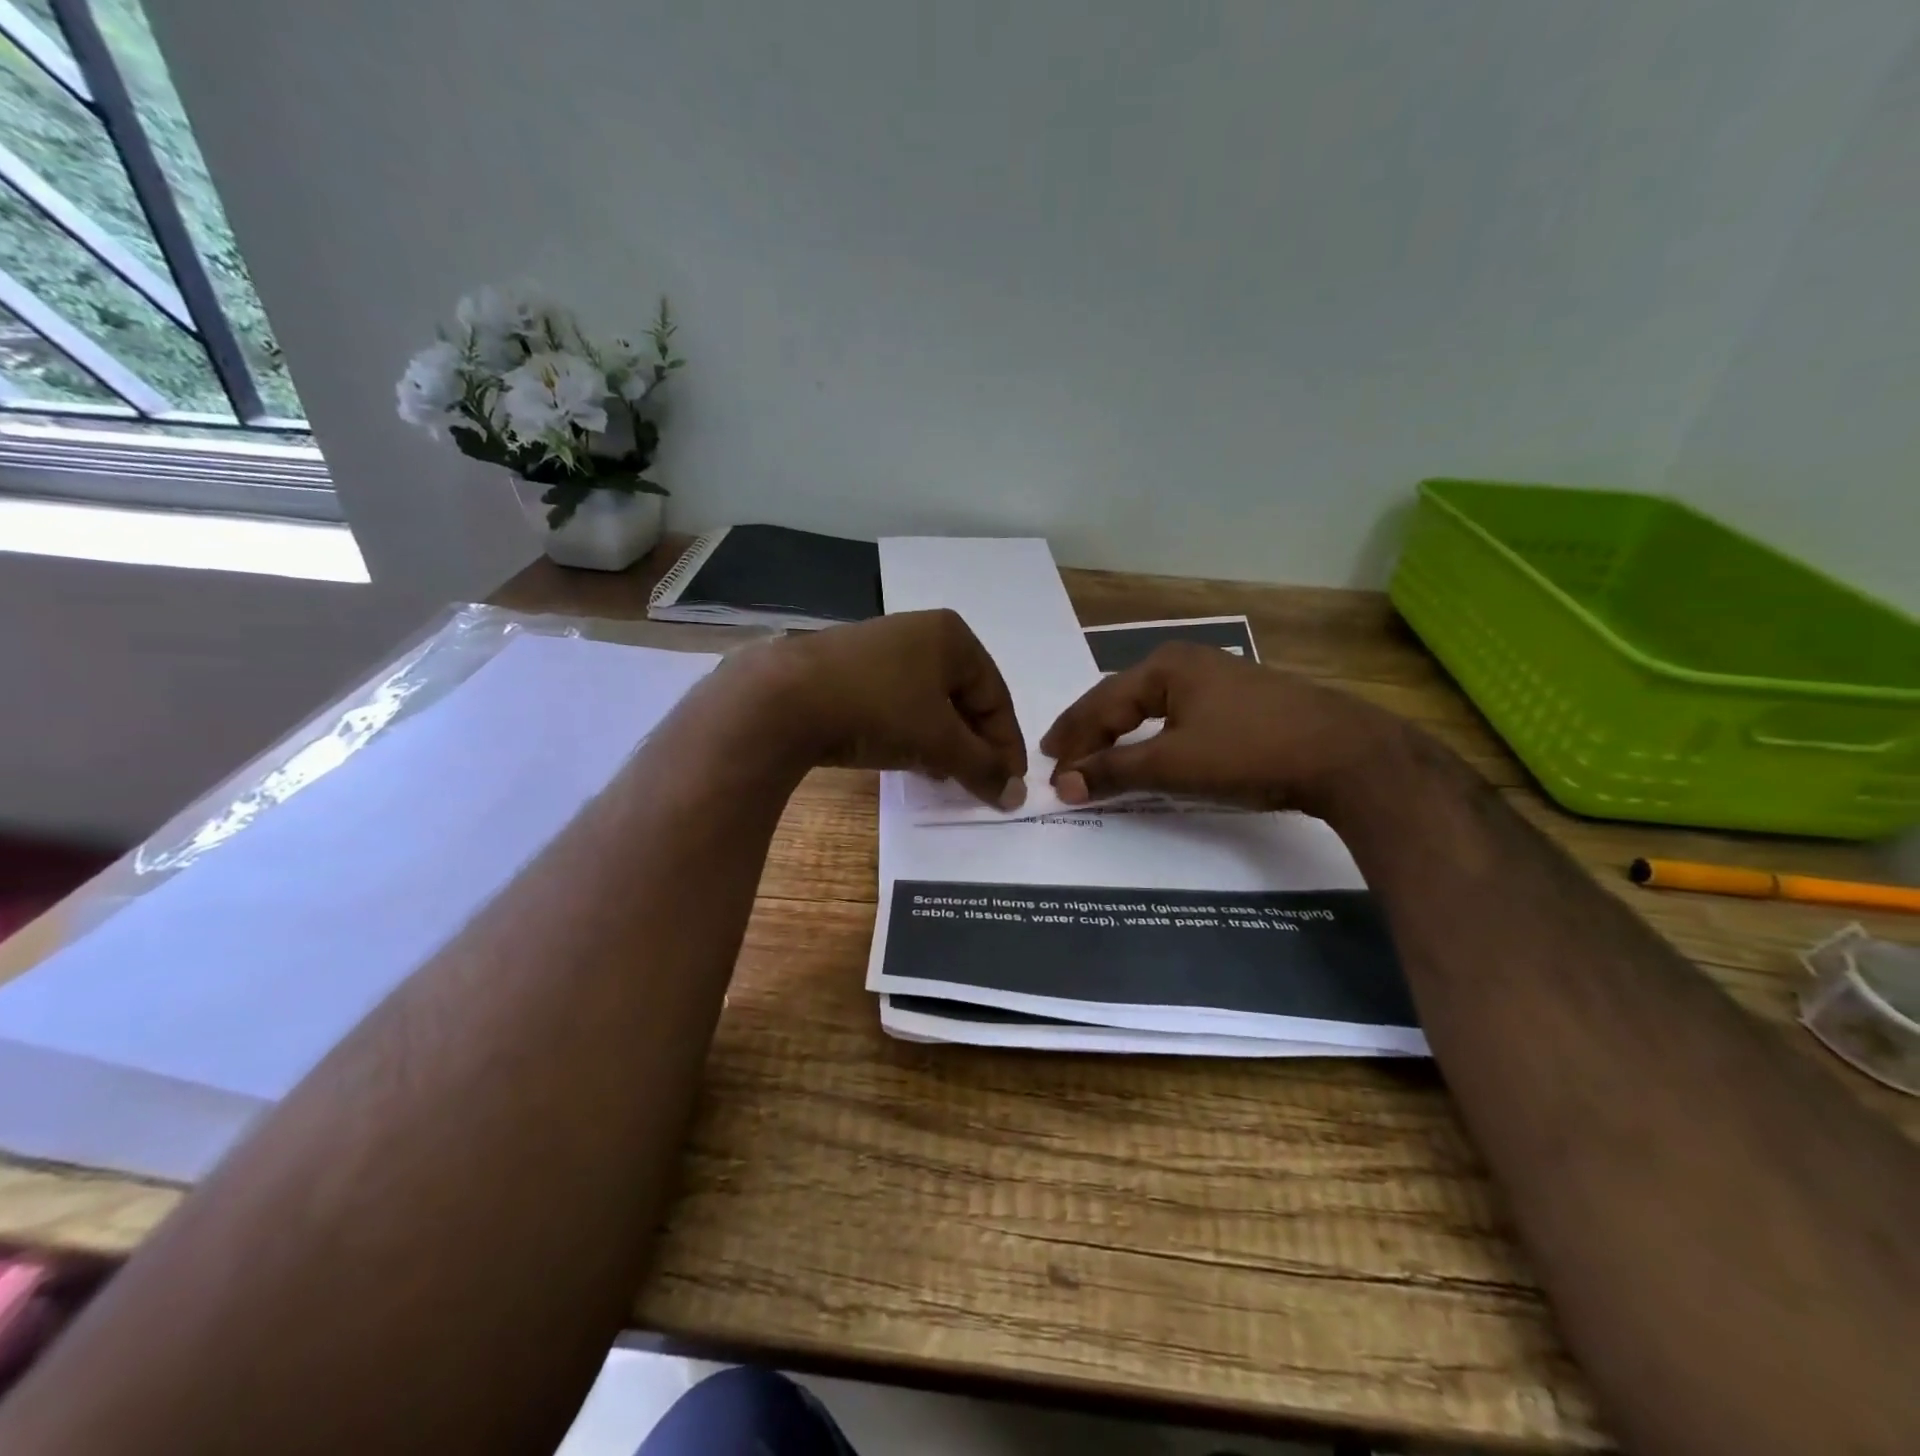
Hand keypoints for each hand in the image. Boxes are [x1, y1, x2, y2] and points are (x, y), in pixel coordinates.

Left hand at [750, 610, 1027, 807]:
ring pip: (928, 703)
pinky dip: (909, 732)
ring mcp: (880, 648)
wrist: (782, 699)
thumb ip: (982, 768)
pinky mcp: (847, 669)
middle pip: (963, 698)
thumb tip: (1017, 796)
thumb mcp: (939, 742)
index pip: (996, 697)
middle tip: (977, 783)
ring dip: (942, 743)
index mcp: (952, 636)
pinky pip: (895, 703)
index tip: (1009, 785)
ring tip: (943, 777)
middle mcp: (919, 632)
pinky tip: (905, 759)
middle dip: (973, 745)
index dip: (1006, 745)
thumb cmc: (878, 709)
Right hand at [1040, 642, 1411, 819]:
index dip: (1073, 740)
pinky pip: (1177, 715)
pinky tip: (1149, 748)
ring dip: (1120, 734)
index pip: (1100, 704)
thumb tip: (1064, 785)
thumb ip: (1114, 772)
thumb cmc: (1249, 752)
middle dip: (1090, 732)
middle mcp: (1187, 662)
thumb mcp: (1173, 764)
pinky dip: (1152, 736)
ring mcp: (1218, 679)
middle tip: (1062, 758)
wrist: (1345, 755)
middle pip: (1122, 699)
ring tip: (1096, 755)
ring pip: (1150, 707)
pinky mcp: (1241, 701)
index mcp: (1164, 666)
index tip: (1051, 772)